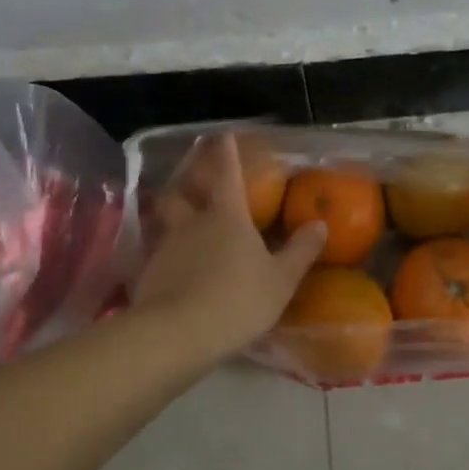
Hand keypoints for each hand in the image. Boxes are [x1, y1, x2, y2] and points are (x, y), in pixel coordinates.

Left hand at [133, 134, 327, 358]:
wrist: (177, 334)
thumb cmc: (237, 300)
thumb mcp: (280, 280)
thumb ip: (300, 251)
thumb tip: (320, 224)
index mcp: (227, 216)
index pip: (227, 174)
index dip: (227, 153)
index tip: (224, 135)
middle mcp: (192, 222)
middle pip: (183, 189)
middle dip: (188, 174)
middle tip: (193, 167)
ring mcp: (166, 246)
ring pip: (165, 217)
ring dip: (172, 207)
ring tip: (178, 208)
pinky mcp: (148, 272)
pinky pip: (157, 249)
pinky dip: (165, 246)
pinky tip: (170, 257)